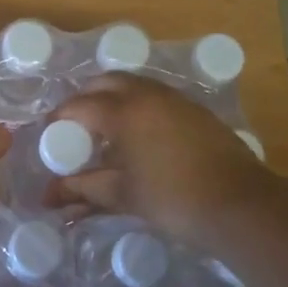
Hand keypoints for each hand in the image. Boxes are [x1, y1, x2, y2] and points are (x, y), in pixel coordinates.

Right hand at [49, 74, 277, 248]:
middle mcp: (146, 95)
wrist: (240, 204)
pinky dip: (138, 105)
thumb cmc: (172, 199)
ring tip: (106, 128)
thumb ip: (82, 189)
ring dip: (113, 98)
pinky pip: (156, 96)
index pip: (78, 106)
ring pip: (134, 84)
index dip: (58, 118)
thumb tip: (48, 196)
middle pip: (105, 82)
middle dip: (85, 98)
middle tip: (76, 125)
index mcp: (123, 112)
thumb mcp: (122, 195)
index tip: (49, 134)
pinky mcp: (195, 110)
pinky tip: (140, 134)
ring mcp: (175, 99)